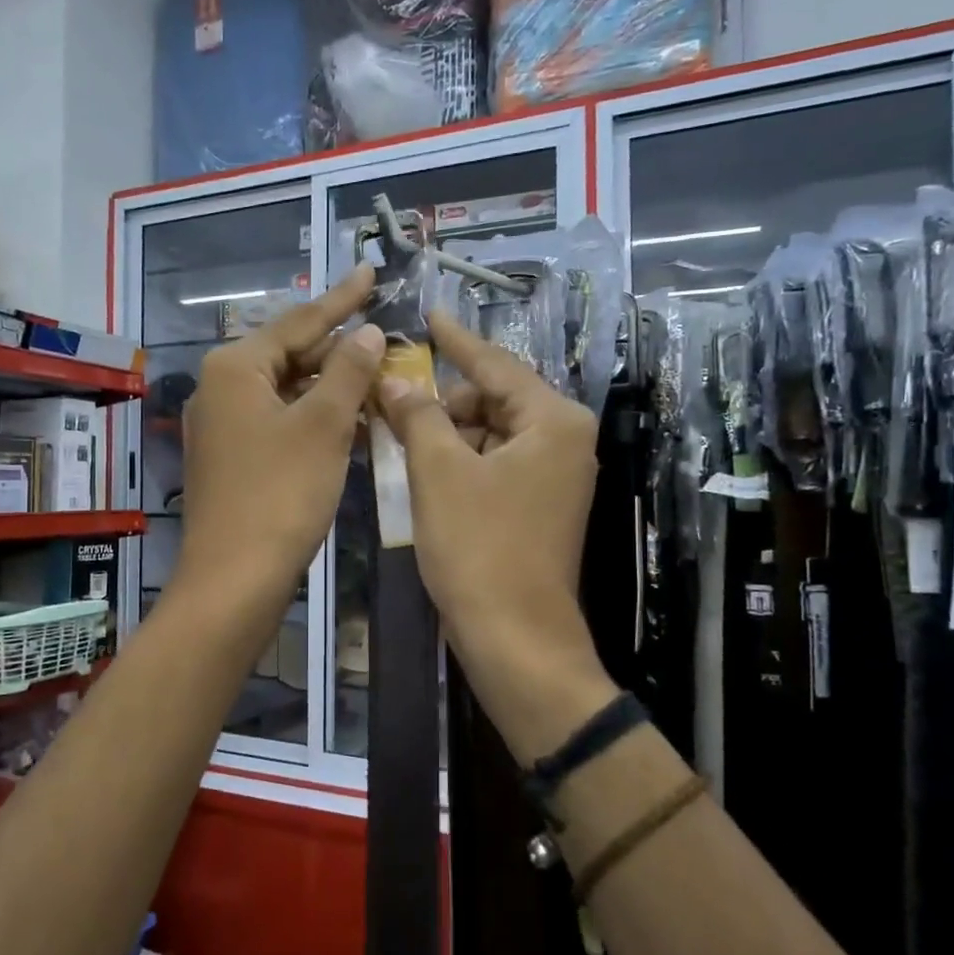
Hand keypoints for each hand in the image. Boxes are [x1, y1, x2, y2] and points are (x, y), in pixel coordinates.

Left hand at [174, 266, 382, 614]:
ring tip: (376, 374)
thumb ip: (348, 372)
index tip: (371, 272)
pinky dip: (313, 416)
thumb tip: (367, 333)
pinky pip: (279, 421)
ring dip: (330, 385)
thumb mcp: (323, 425)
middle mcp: (220, 388)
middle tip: (383, 334)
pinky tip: (347, 419)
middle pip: (290, 354)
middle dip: (338, 348)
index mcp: (236, 367)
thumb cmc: (280, 494)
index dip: (341, 299)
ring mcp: (223, 426)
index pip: (299, 321)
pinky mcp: (231, 458)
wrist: (235, 578)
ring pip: (286, 390)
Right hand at [376, 310, 616, 759]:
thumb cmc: (479, 547)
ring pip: (489, 434)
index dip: (456, 340)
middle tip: (390, 395)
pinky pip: (493, 465)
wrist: (515, 638)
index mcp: (553, 421)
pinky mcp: (537, 507)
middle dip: (441, 399)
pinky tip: (419, 466)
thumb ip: (417, 415)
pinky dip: (457, 461)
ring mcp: (553, 478)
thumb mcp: (439, 472)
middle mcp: (563, 441)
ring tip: (395, 431)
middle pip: (493, 399)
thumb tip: (393, 380)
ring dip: (444, 433)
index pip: (495, 365)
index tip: (429, 315)